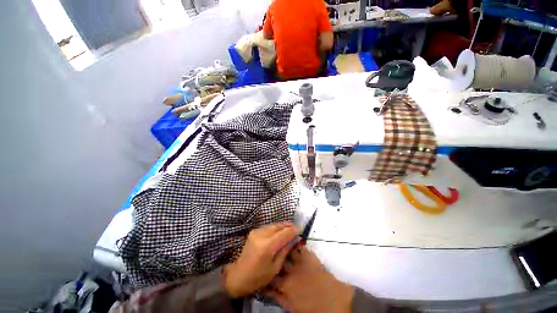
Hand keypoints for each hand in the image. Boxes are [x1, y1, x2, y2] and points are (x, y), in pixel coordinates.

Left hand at [223, 222, 298, 297]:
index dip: (294, 230)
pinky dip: (275, 228)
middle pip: (278, 226)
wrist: (239, 275)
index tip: (301, 229)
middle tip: (296, 227)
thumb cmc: (258, 277)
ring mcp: (256, 232)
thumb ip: (285, 250)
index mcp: (267, 246)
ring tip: (290, 228)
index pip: (284, 233)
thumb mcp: (275, 267)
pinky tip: (280, 231)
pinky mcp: (254, 232)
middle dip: (288, 226)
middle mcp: (261, 235)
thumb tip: (295, 239)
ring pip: (273, 225)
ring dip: (282, 226)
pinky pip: (268, 227)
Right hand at [267, 246, 354, 312]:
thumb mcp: (293, 308)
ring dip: (282, 249)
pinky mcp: (309, 257)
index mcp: (286, 285)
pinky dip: (296, 245)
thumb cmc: (314, 308)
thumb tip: (269, 291)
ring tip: (278, 245)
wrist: (335, 300)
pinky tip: (293, 242)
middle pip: (277, 262)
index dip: (265, 275)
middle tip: (269, 257)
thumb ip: (280, 298)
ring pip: (287, 251)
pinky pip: (300, 248)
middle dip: (272, 259)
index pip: (270, 278)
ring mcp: (300, 262)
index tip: (262, 272)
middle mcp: (290, 271)